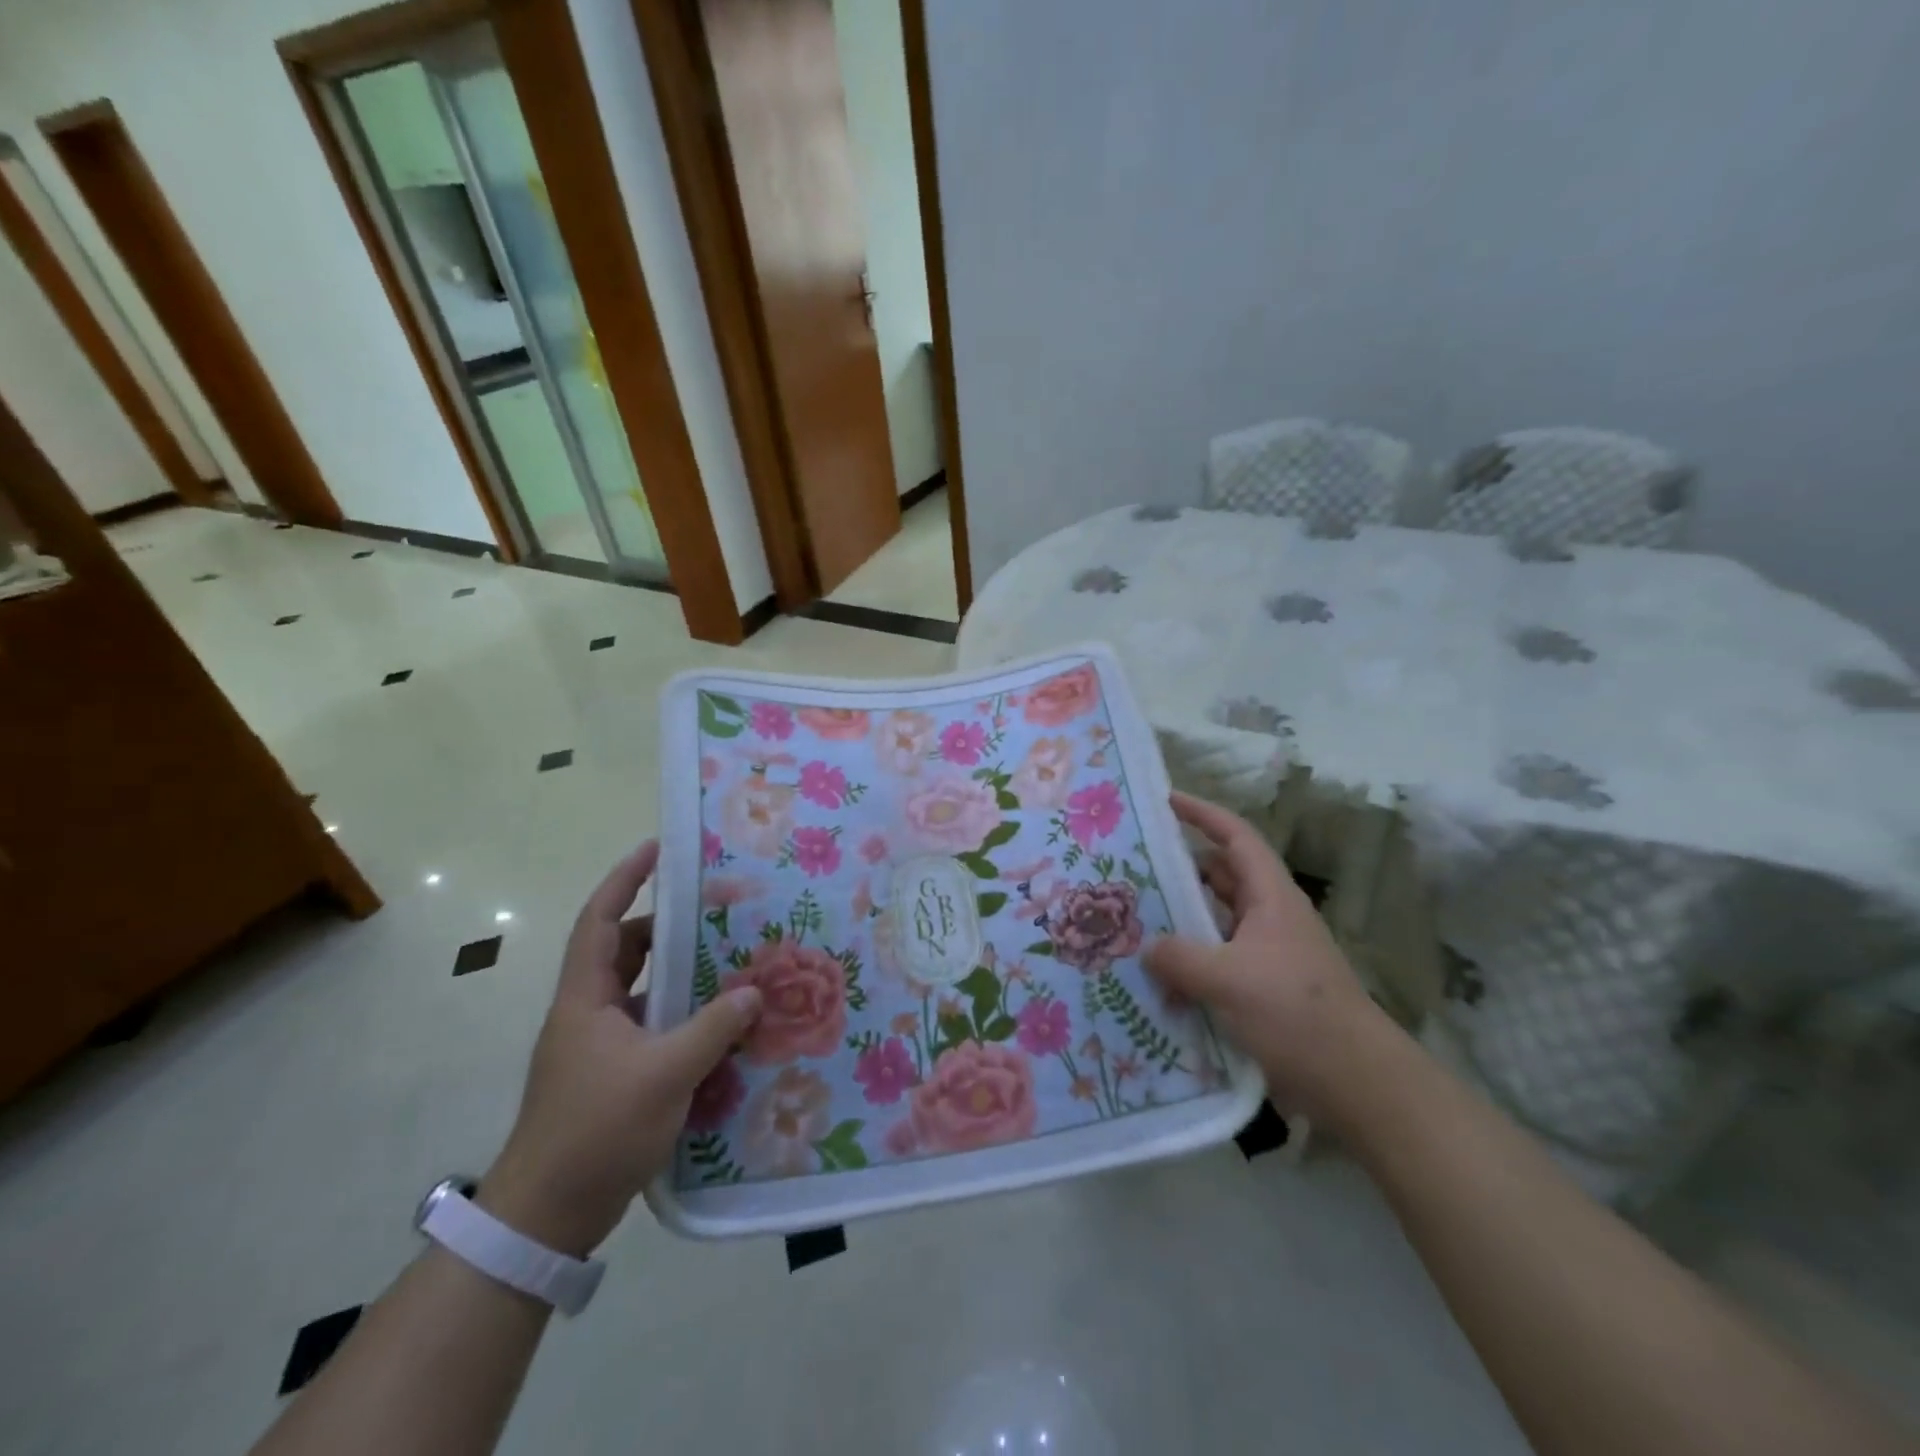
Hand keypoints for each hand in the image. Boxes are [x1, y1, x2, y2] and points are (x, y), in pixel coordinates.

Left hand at [477, 841, 761, 1256]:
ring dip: (676, 975)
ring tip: (726, 961)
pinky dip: (680, 1016)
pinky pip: (650, 1026)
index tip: (656, 849)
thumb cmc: (596, 1129)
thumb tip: (754, 993)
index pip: (599, 921)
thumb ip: (713, 1028)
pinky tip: (718, 1024)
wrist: (546, 1216)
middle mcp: (587, 1013)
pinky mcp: (611, 1075)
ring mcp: (598, 1047)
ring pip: (640, 991)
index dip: (624, 881)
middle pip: (624, 952)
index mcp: (585, 998)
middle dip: (665, 928)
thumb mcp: (664, 1073)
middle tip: (713, 912)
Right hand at [1143, 792, 1394, 1125]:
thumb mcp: (1230, 979)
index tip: (1164, 801)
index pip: (1235, 837)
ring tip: (1131, 923)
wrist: (1356, 1084)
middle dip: (1178, 871)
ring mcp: (1264, 956)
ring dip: (1179, 923)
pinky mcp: (1259, 991)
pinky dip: (1188, 965)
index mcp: (1270, 897)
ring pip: (1213, 924)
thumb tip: (1145, 948)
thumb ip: (1180, 958)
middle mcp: (1268, 918)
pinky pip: (1214, 964)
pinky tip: (1155, 981)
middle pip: (1218, 878)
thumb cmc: (1297, 1013)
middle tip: (1129, 870)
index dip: (1202, 814)